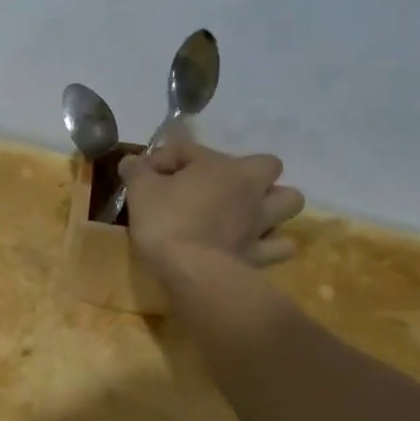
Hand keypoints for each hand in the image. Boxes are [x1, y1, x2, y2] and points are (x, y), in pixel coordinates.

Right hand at [120, 140, 303, 270]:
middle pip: (267, 166)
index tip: (146, 175)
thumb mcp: (140, 191)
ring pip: (289, 201)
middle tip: (221, 188)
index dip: (165, 159)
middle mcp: (249, 188)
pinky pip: (281, 246)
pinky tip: (254, 246)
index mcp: (220, 166)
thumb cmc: (166, 221)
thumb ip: (137, 171)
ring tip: (248, 213)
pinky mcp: (262, 253)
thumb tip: (130, 161)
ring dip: (272, 204)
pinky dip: (271, 244)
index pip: (190, 150)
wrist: (192, 270)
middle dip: (249, 173)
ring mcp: (261, 221)